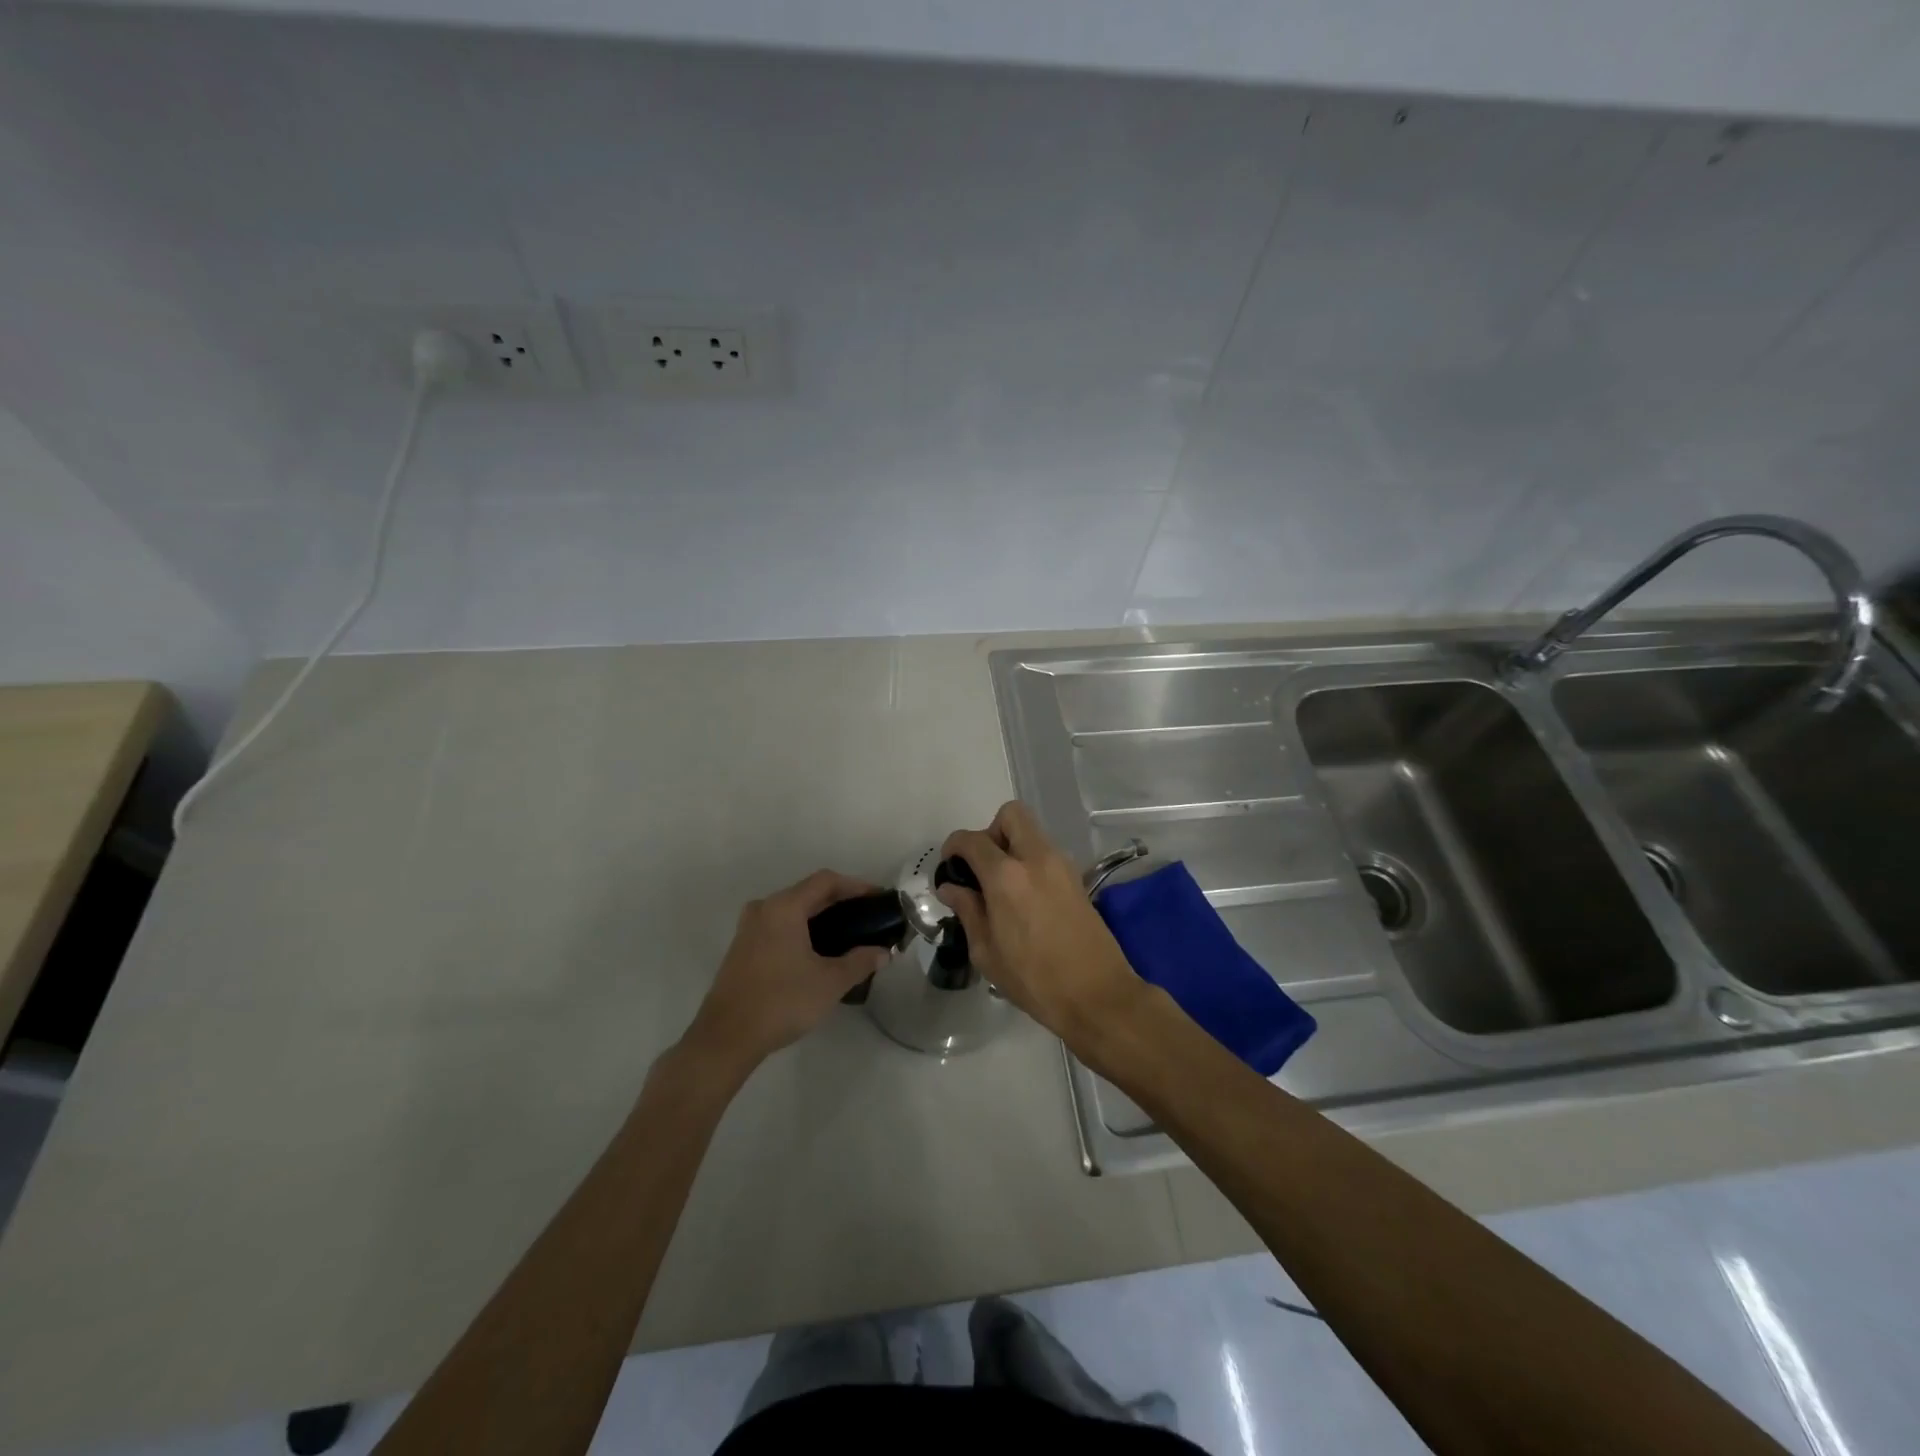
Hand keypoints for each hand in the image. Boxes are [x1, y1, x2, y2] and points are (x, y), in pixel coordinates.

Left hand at [683, 871, 890, 1073]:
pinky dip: (801, 929)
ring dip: (819, 916)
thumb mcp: (830, 982)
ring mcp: (748, 928)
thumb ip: (860, 962)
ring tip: (846, 935)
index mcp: (785, 907)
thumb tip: (883, 952)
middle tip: (866, 918)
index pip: (826, 881)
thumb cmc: (782, 1001)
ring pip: (791, 910)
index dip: (856, 886)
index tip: (877, 899)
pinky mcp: (741, 948)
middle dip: (839, 902)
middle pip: (808, 892)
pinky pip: (778, 926)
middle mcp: (764, 909)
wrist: (726, 1037)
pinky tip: (816, 952)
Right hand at [936, 801, 1144, 1041]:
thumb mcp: (987, 951)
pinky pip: (1046, 853)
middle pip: (1011, 815)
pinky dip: (1030, 862)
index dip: (954, 846)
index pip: (972, 840)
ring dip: (1012, 847)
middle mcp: (1036, 858)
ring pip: (1032, 833)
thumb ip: (968, 910)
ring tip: (1002, 888)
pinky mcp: (1077, 879)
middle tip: (982, 867)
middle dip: (990, 831)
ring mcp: (1062, 865)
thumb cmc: (1034, 979)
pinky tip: (1025, 899)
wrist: (1097, 995)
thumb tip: (951, 887)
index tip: (949, 865)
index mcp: (1006, 876)